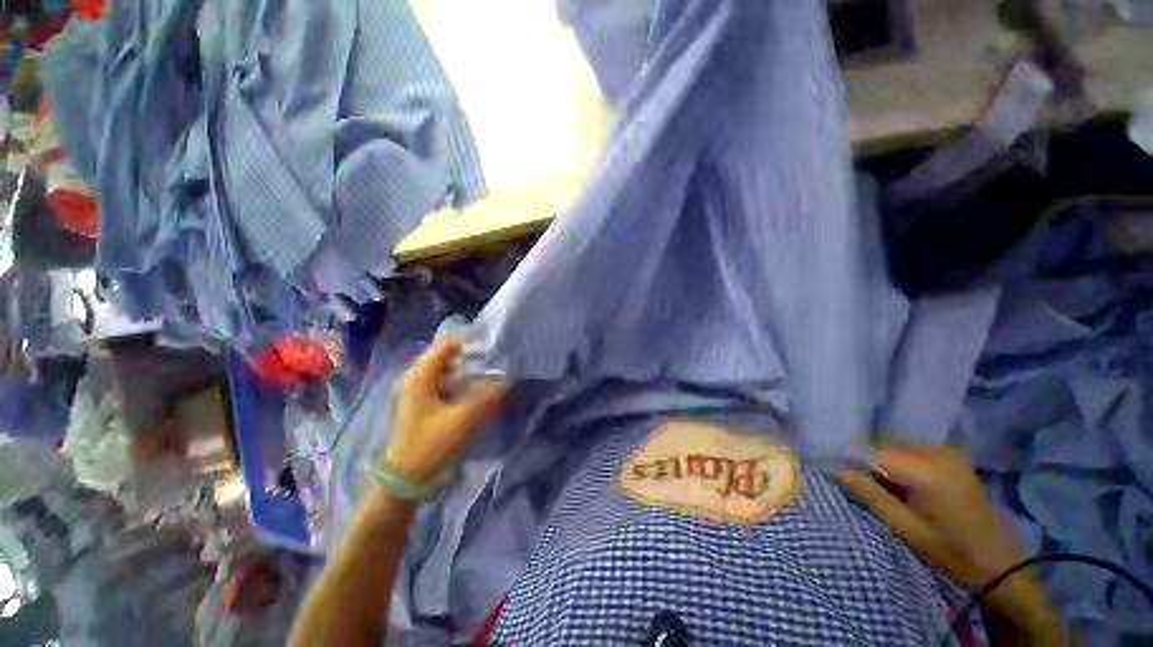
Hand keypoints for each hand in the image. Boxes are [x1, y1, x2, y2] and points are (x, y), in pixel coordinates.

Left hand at [384, 339, 506, 480]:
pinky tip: (476, 387)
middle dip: (472, 354)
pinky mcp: (423, 400)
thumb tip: (508, 378)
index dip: (471, 340)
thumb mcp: (464, 419)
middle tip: (495, 359)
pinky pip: (446, 379)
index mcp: (422, 375)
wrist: (405, 478)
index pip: (448, 343)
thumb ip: (489, 396)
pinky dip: (462, 378)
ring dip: (468, 366)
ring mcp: (419, 388)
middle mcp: (417, 376)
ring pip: (447, 366)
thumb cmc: (431, 445)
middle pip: (447, 353)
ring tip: (490, 370)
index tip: (494, 346)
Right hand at [834, 446, 1061, 631]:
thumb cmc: (951, 550)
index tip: (833, 470)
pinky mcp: (951, 456)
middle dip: (864, 460)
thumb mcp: (907, 528)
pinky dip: (896, 461)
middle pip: (883, 445)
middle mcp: (937, 451)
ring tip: (875, 484)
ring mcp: (947, 452)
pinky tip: (896, 482)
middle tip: (854, 481)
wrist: (999, 563)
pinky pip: (910, 450)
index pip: (872, 451)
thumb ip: (871, 495)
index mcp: (928, 469)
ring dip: (880, 461)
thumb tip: (836, 470)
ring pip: (895, 446)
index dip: (849, 459)